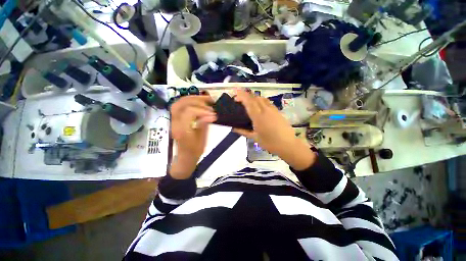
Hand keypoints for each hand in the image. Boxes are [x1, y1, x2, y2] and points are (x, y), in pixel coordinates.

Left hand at [170, 95, 216, 178]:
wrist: (185, 156)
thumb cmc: (194, 151)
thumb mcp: (202, 140)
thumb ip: (204, 125)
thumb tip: (211, 115)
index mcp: (182, 130)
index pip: (189, 113)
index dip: (202, 111)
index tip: (214, 115)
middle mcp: (175, 123)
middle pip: (180, 104)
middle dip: (197, 100)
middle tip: (210, 101)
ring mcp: (173, 120)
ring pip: (178, 103)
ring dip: (192, 98)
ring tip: (205, 99)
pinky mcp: (175, 119)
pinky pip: (179, 105)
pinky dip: (189, 101)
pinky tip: (198, 102)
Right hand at [233, 90, 315, 169]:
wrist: (288, 144)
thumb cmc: (270, 143)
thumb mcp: (255, 138)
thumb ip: (243, 131)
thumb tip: (233, 128)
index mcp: (258, 117)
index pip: (249, 102)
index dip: (242, 96)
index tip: (235, 96)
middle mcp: (265, 110)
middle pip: (255, 97)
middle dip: (246, 95)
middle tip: (240, 100)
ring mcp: (273, 109)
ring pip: (262, 98)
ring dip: (254, 97)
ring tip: (249, 102)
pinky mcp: (278, 111)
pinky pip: (268, 102)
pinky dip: (261, 101)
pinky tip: (260, 107)